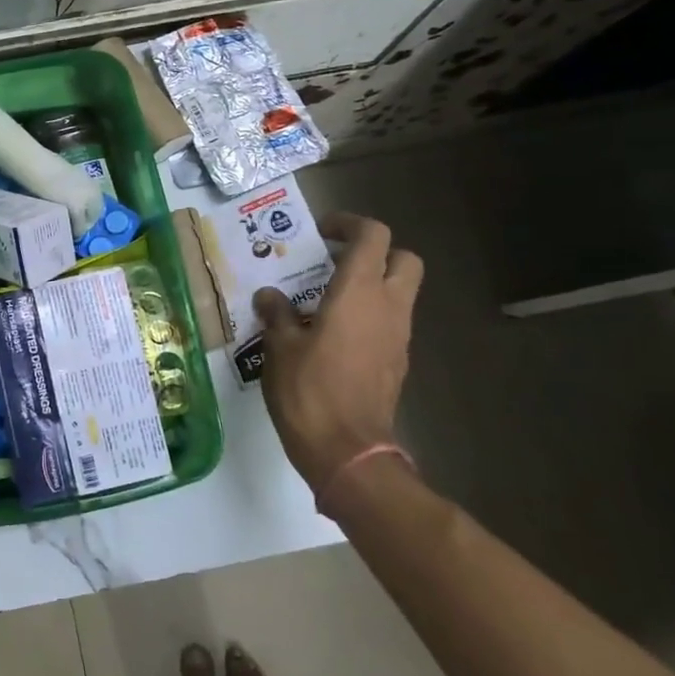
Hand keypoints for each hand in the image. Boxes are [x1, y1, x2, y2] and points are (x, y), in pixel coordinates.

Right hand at [254, 213, 422, 508]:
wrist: (348, 451)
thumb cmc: (309, 391)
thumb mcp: (280, 348)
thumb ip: (277, 314)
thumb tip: (270, 296)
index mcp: (359, 293)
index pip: (373, 236)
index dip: (349, 224)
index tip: (321, 233)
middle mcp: (388, 307)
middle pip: (404, 259)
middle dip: (375, 253)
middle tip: (335, 262)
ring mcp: (398, 337)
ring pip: (399, 292)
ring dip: (371, 285)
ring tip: (325, 300)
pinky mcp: (397, 362)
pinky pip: (390, 323)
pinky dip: (369, 316)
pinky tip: (333, 335)